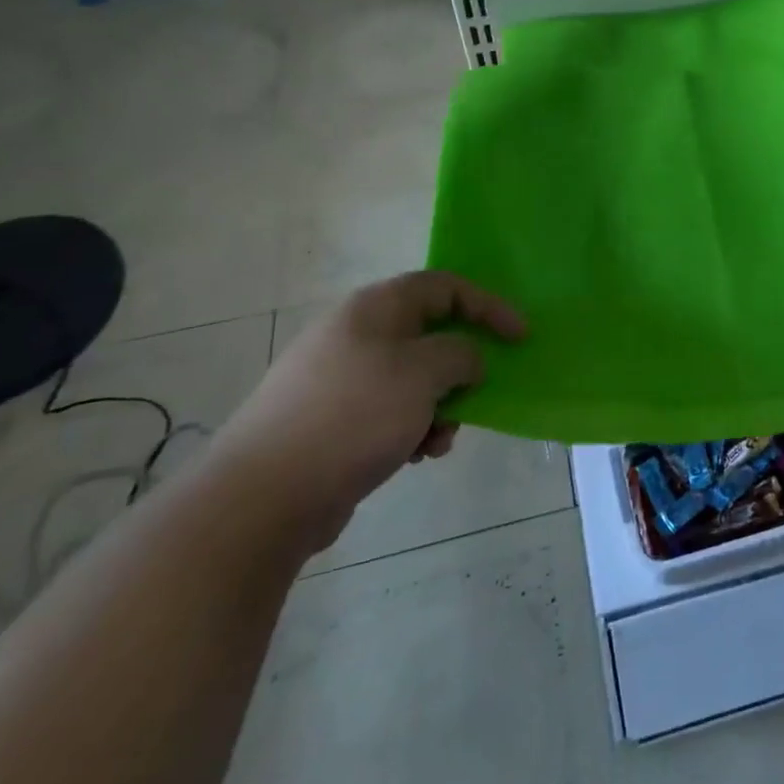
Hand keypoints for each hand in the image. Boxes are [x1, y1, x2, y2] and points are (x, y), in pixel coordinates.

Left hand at [207, 271, 525, 549]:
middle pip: (430, 335)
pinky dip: (412, 428)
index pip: (445, 287)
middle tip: (477, 395)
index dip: (489, 306)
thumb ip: (461, 354)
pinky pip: (390, 411)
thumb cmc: (354, 416)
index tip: (520, 337)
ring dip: (440, 405)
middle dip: (462, 368)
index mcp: (375, 308)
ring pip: (414, 378)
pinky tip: (414, 457)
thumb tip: (465, 360)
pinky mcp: (333, 420)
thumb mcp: (424, 373)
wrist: (264, 496)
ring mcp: (341, 378)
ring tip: (439, 439)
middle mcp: (357, 334)